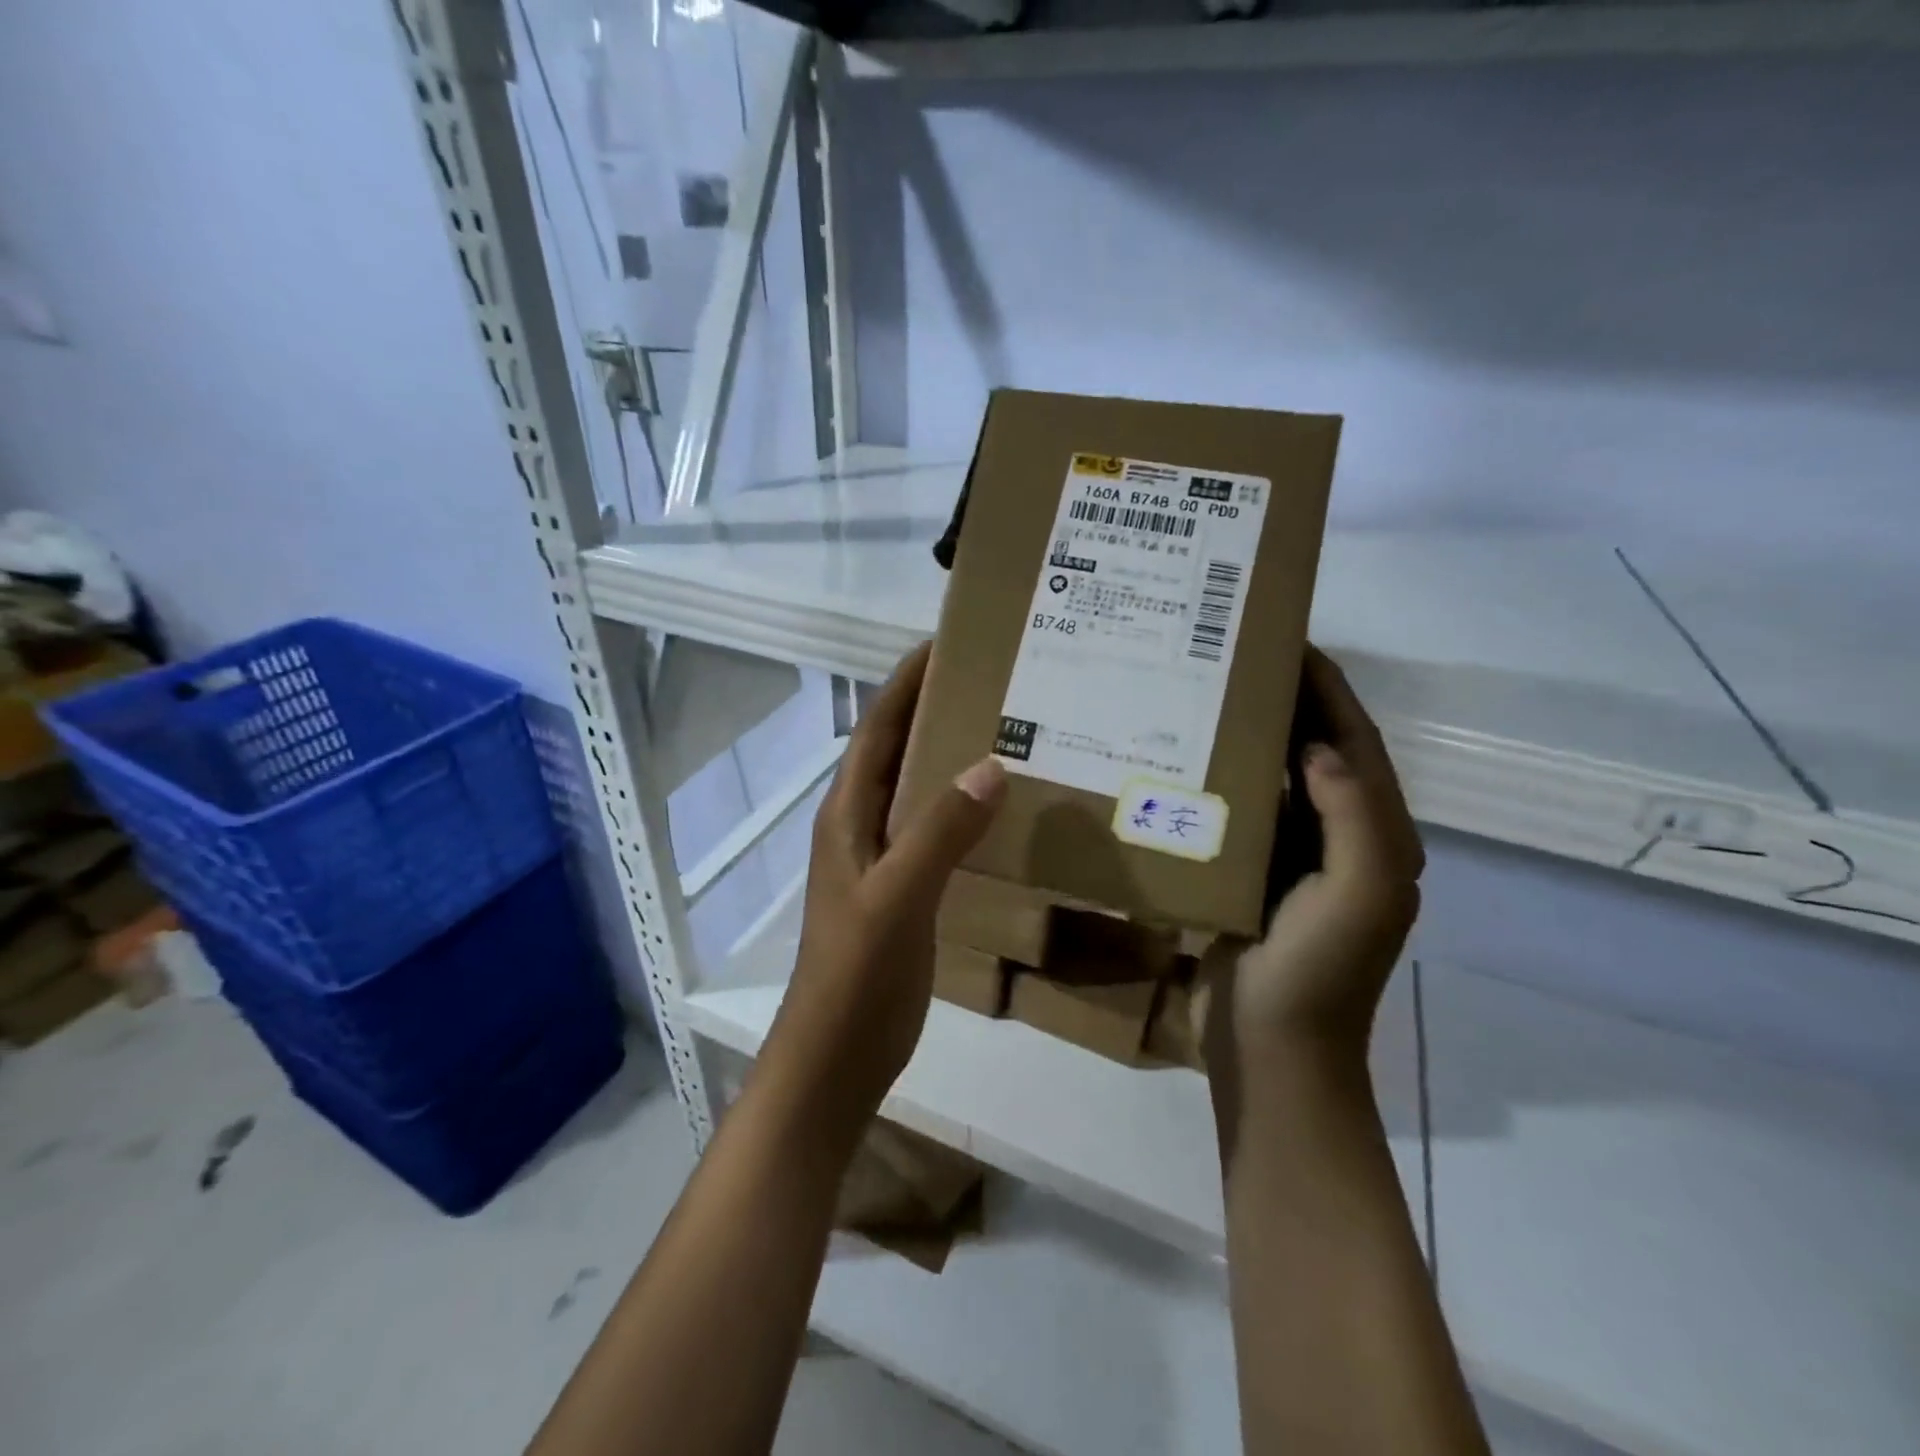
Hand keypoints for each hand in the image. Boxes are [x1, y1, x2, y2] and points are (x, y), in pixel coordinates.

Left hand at [771, 642, 1007, 1120]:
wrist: (837, 1054)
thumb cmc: (856, 972)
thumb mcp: (898, 896)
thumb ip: (939, 832)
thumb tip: (990, 763)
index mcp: (847, 812)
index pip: (878, 728)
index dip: (906, 683)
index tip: (947, 642)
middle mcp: (861, 825)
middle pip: (898, 750)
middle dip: (934, 709)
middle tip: (993, 680)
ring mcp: (882, 859)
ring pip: (918, 790)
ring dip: (950, 757)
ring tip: (1006, 730)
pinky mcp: (905, 890)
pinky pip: (935, 830)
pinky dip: (963, 808)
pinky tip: (1000, 808)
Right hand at [1200, 648, 1424, 1076]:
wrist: (1272, 1051)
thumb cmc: (1320, 974)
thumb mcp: (1360, 895)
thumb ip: (1353, 816)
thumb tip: (1315, 747)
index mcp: (1376, 835)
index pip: (1355, 742)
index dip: (1329, 688)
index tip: (1289, 640)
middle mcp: (1339, 837)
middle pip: (1316, 751)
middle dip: (1288, 700)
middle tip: (1237, 656)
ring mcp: (1293, 857)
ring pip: (1275, 777)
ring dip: (1252, 735)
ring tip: (1209, 693)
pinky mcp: (1252, 874)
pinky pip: (1241, 811)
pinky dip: (1222, 778)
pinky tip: (1186, 759)